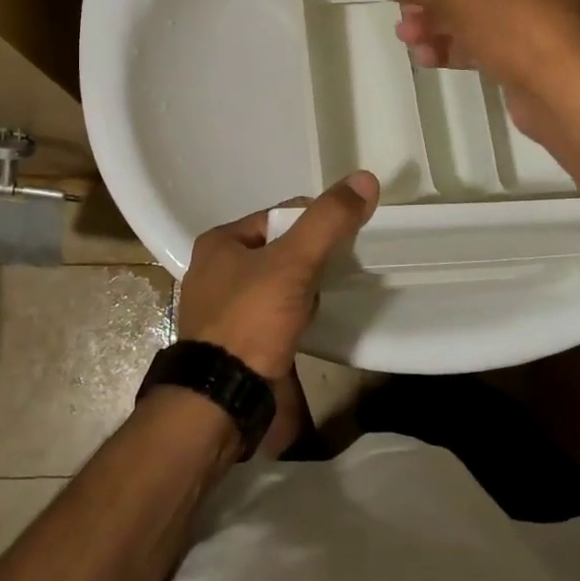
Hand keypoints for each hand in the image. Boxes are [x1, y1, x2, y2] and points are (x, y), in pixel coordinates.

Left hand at [175, 171, 379, 381]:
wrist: (222, 402)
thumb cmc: (251, 320)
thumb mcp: (294, 262)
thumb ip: (328, 221)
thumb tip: (365, 178)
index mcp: (219, 242)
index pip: (279, 216)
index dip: (314, 223)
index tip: (344, 238)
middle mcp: (214, 271)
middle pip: (279, 250)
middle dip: (309, 259)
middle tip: (339, 269)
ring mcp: (222, 310)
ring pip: (277, 284)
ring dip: (303, 288)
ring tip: (327, 298)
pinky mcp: (234, 342)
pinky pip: (272, 315)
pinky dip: (293, 316)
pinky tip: (311, 324)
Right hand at [380, 0, 579, 141]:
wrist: (562, 90)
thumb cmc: (514, 20)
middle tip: (403, 13)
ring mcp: (545, 19)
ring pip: (479, 14)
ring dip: (439, 24)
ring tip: (407, 38)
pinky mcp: (535, 55)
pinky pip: (490, 42)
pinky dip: (458, 46)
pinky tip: (428, 57)